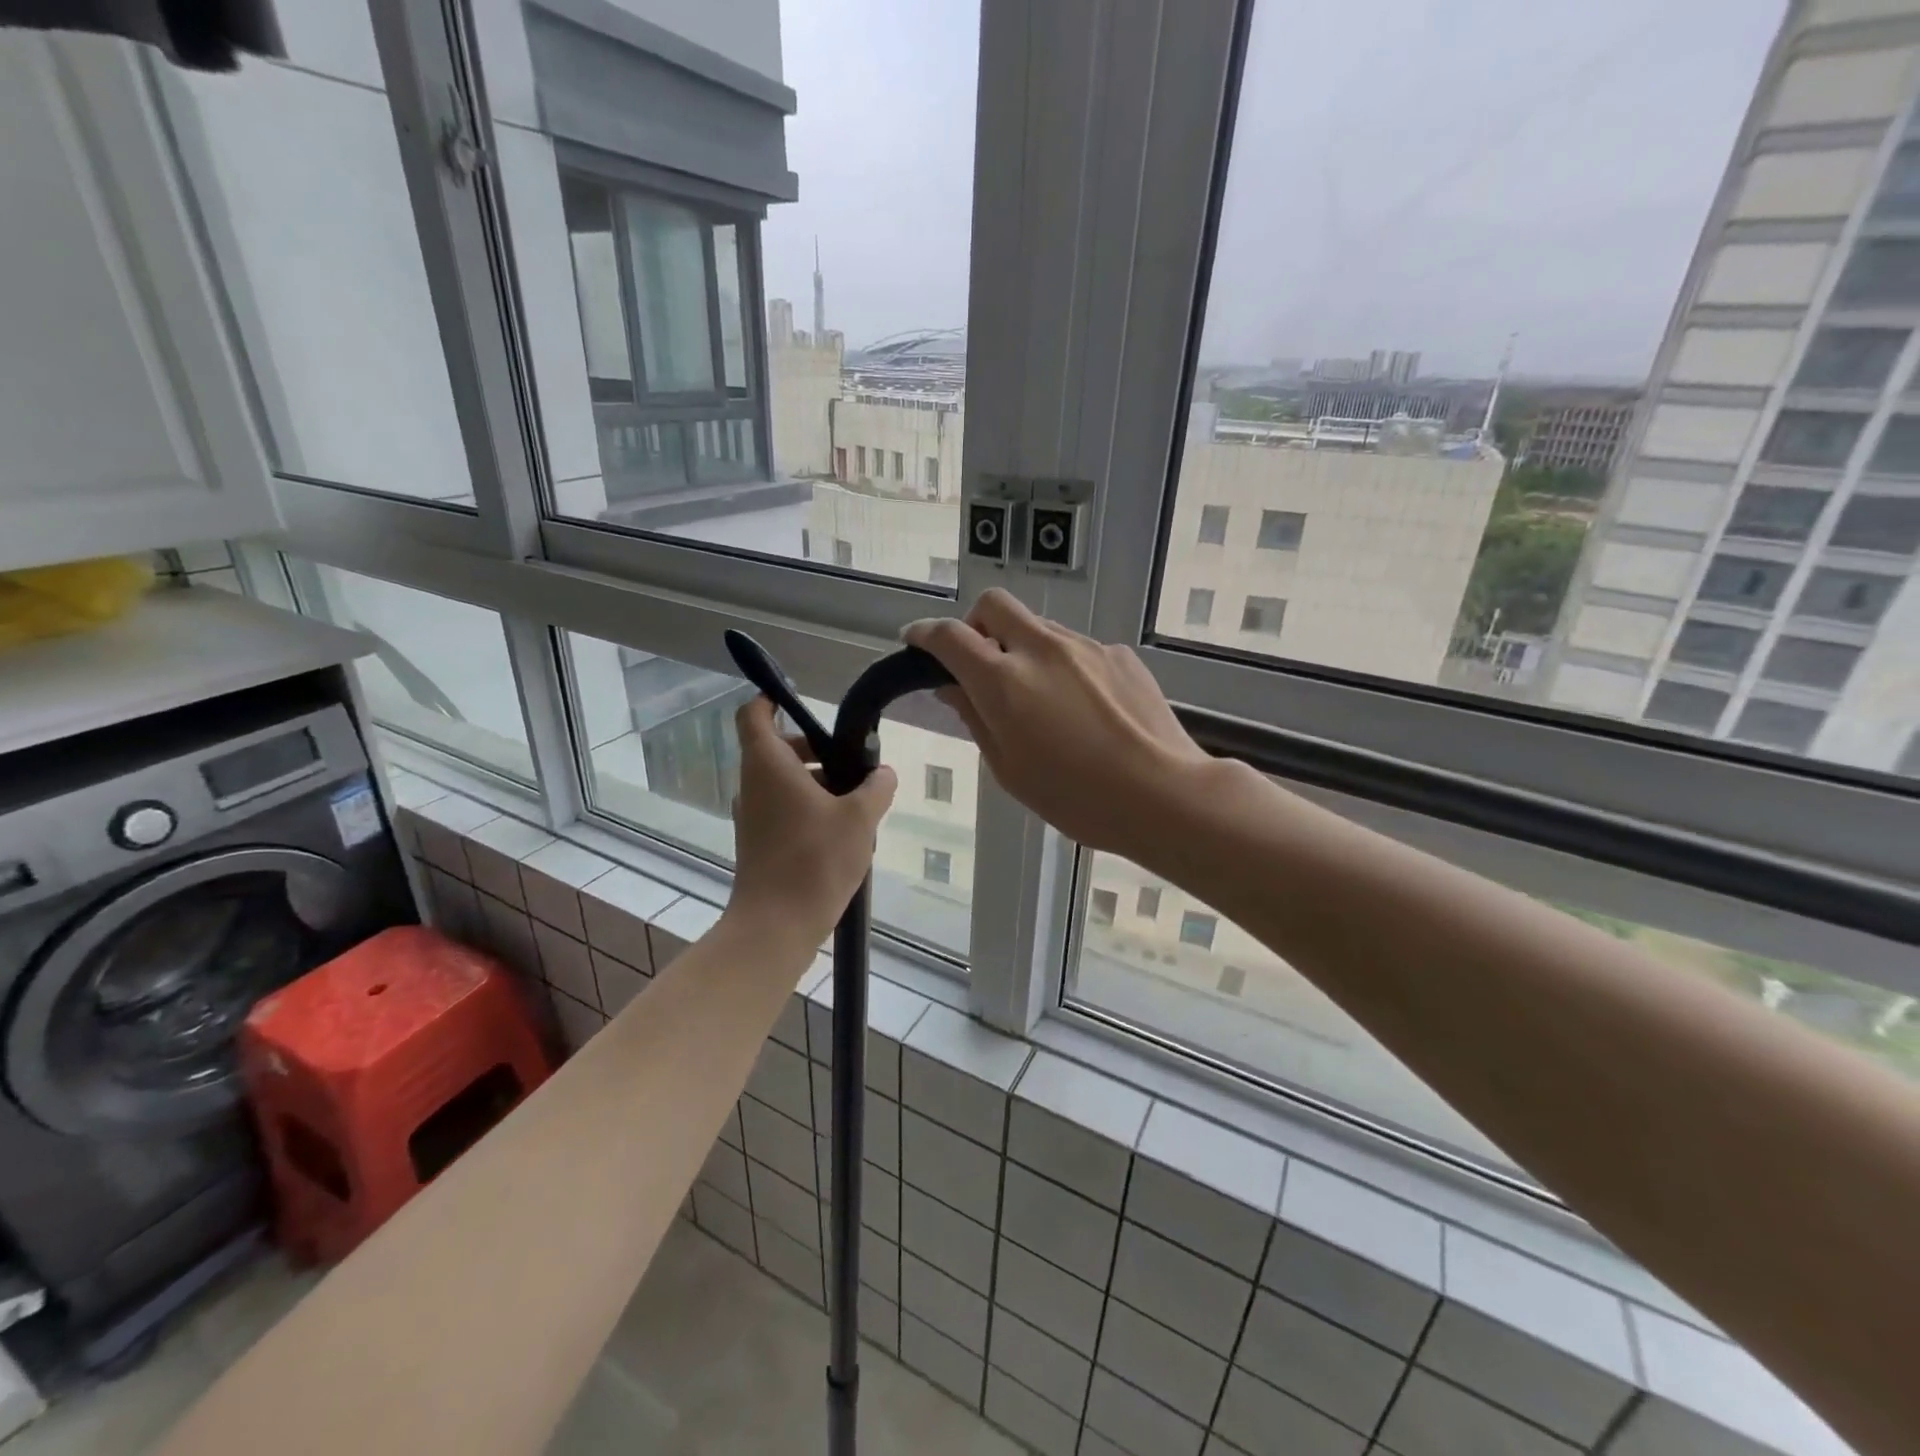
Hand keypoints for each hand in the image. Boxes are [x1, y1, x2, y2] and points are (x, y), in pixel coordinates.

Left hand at [727, 696, 896, 949]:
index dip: (771, 698)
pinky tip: (842, 833)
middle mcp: (753, 785)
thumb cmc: (815, 861)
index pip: (755, 714)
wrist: (776, 926)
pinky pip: (784, 809)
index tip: (800, 699)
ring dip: (817, 783)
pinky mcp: (759, 842)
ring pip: (783, 781)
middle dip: (815, 750)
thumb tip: (884, 773)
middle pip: (777, 748)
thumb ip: (877, 787)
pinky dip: (809, 808)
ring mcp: (753, 816)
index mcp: (768, 765)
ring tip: (856, 805)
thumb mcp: (859, 818)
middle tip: (851, 765)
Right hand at [904, 590, 1212, 859]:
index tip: (916, 641)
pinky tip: (1084, 709)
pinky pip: (1078, 649)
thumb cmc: (1076, 797)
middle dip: (976, 624)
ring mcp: (1085, 647)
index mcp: (1004, 680)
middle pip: (994, 605)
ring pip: (1039, 628)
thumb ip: (975, 718)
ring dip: (1024, 649)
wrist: (1163, 794)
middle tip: (980, 663)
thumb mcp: (1010, 768)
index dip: (925, 634)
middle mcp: (1042, 649)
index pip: (950, 636)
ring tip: (1041, 700)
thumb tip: (951, 686)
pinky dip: (1064, 667)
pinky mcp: (1119, 654)